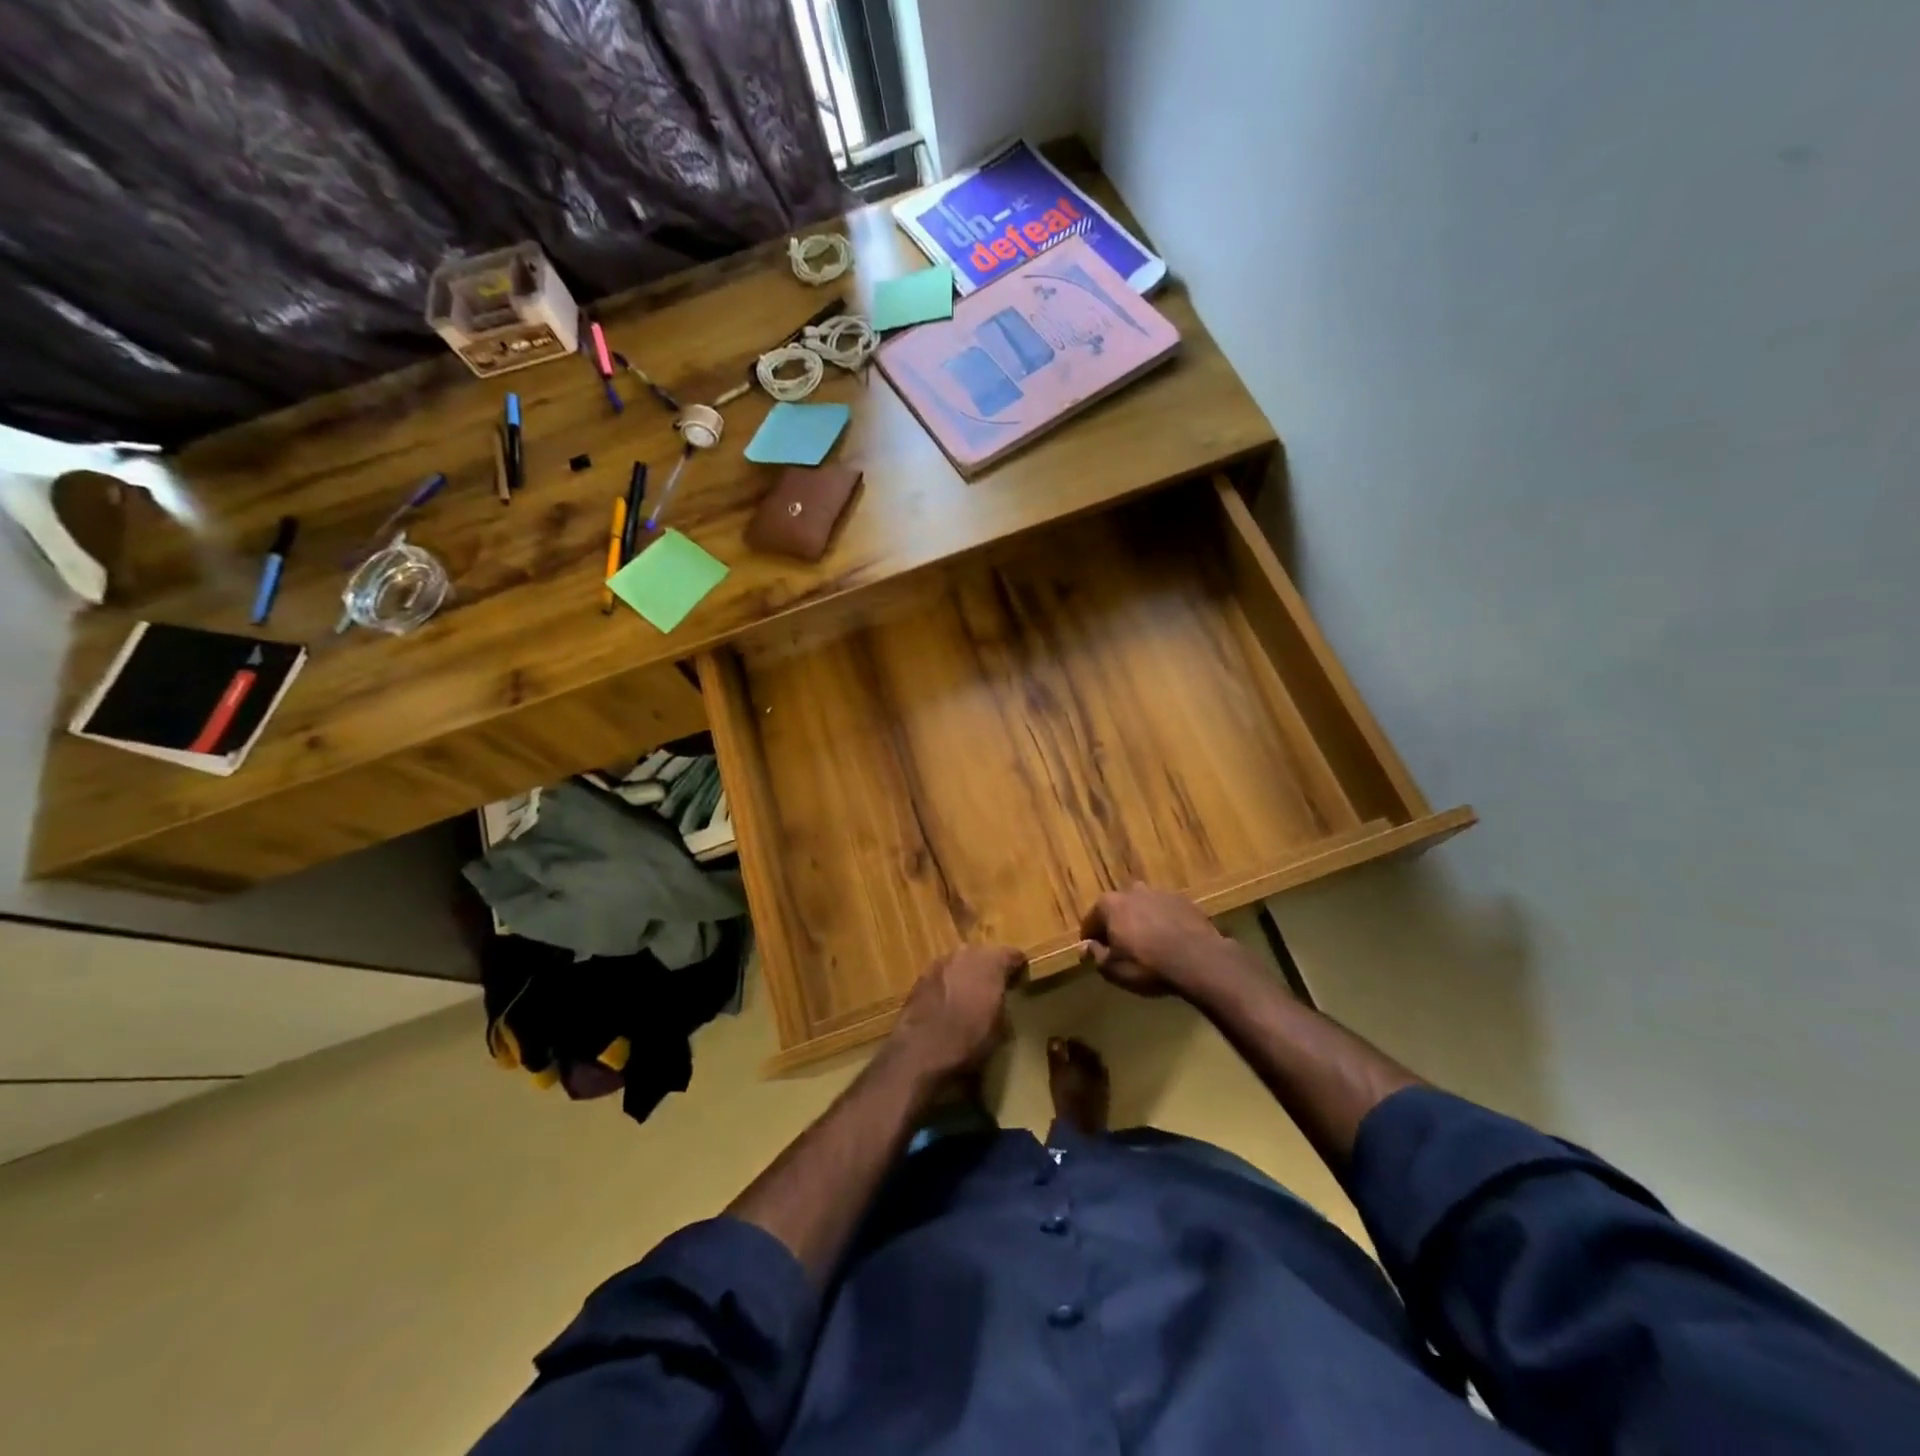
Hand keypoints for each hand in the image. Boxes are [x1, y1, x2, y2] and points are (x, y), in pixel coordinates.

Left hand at [885, 945, 1025, 1081]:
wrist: (922, 1050)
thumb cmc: (970, 1040)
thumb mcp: (1001, 1026)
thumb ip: (1003, 1002)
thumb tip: (1000, 997)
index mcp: (991, 962)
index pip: (1012, 954)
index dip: (1017, 966)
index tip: (1020, 977)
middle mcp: (966, 953)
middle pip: (984, 954)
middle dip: (990, 967)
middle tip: (994, 986)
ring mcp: (941, 962)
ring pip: (960, 962)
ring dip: (966, 973)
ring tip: (969, 994)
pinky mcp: (921, 975)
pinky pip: (942, 974)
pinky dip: (948, 983)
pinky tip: (947, 1001)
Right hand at [1080, 884, 1229, 997]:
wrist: (1198, 960)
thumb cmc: (1146, 965)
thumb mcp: (1112, 969)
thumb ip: (1096, 955)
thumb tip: (1087, 947)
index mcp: (1110, 904)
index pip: (1091, 920)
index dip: (1091, 938)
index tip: (1095, 952)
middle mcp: (1133, 891)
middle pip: (1118, 909)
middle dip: (1118, 925)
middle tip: (1122, 948)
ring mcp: (1161, 894)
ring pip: (1144, 908)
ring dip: (1142, 922)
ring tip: (1149, 945)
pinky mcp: (1185, 902)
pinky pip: (1167, 913)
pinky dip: (1165, 923)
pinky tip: (1171, 942)